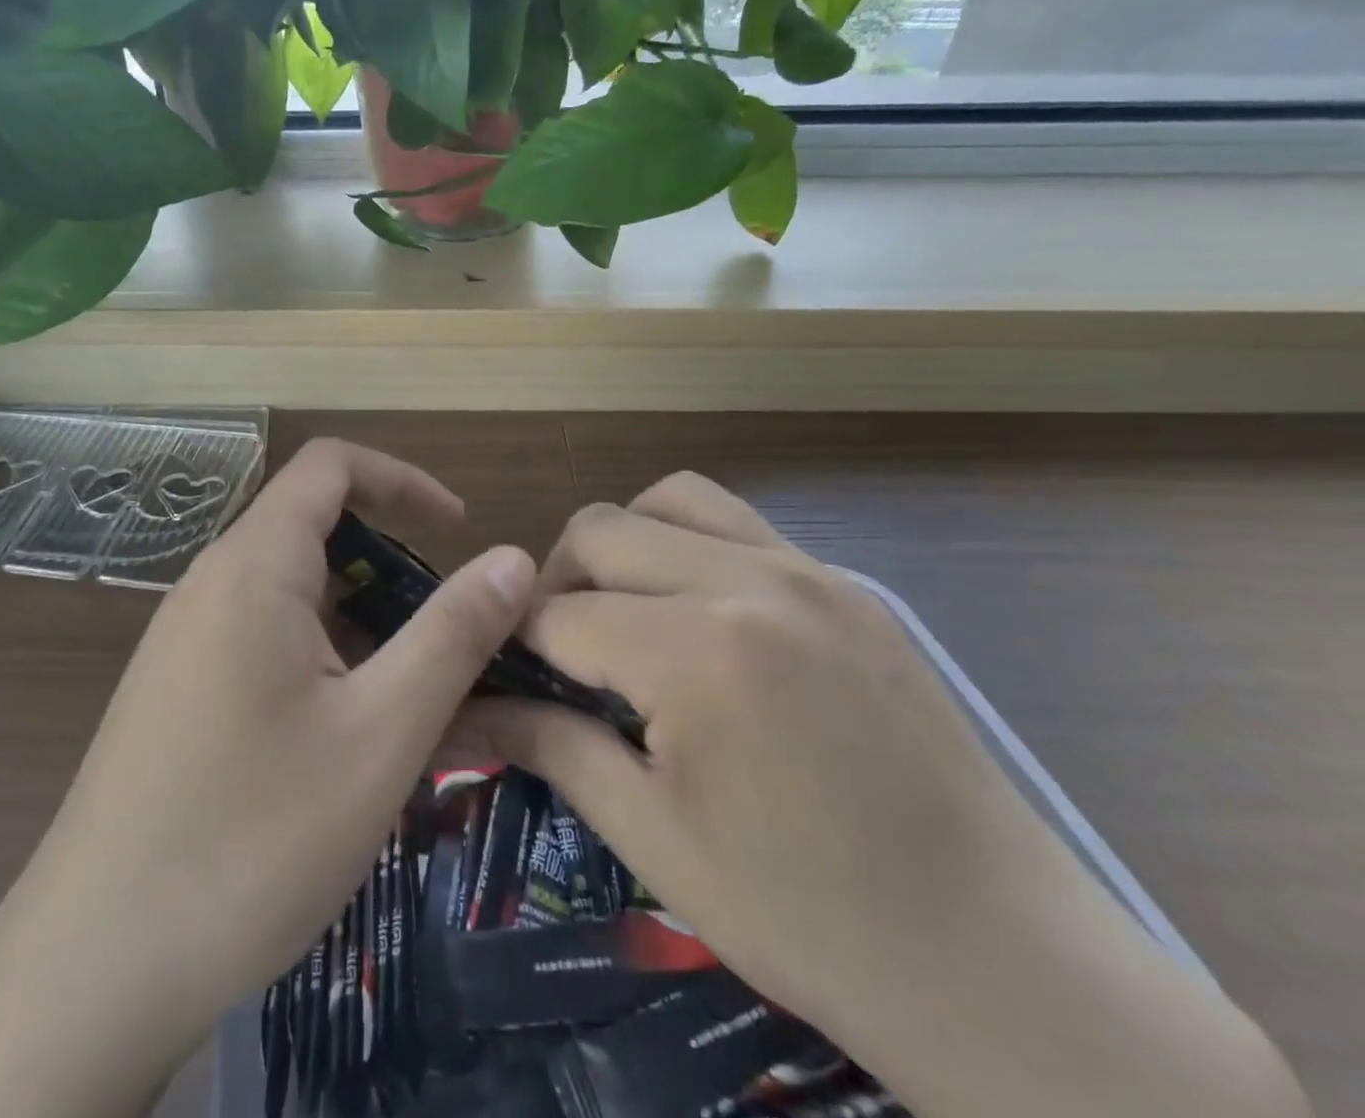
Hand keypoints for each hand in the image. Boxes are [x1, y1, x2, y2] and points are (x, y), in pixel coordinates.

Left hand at [0, 439, 534, 1117]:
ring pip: (294, 596)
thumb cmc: (252, 838)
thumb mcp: (381, 732)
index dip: (404, 480)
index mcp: (253, 567)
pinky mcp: (175, 691)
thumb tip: (514, 557)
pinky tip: (344, 745)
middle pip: (315, 533)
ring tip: (407, 708)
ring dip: (361, 627)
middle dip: (392, 570)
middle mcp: (210, 585)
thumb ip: (454, 634)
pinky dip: (322, 662)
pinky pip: (264, 642)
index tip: (459, 530)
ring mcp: (185, 641)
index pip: (331, 465)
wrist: (91, 971)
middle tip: (445, 646)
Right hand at [464, 472, 1308, 1117]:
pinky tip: (704, 623)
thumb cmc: (809, 918)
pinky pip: (742, 527)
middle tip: (560, 654)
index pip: (558, 615)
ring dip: (625, 544)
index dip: (514, 645)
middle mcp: (750, 581)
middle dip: (556, 583)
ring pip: (673, 500)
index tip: (503, 678)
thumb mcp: (654, 838)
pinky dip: (692, 549)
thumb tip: (461, 711)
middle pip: (601, 530)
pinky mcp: (852, 587)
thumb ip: (550, 746)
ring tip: (627, 613)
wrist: (1007, 967)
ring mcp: (811, 572)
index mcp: (696, 652)